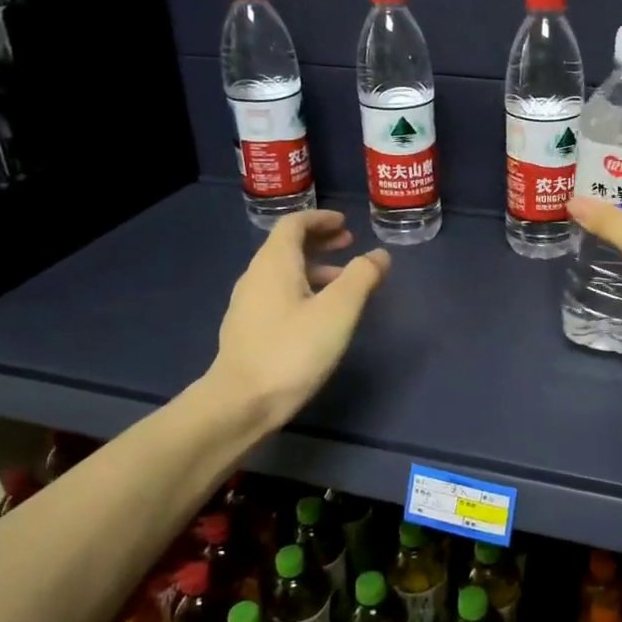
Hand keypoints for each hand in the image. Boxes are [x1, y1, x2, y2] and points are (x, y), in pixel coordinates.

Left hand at [213, 210, 390, 428]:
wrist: (241, 402)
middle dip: (319, 241)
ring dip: (314, 267)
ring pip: (283, 272)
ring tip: (343, 281)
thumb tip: (379, 255)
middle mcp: (256, 276)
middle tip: (349, 244)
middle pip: (287, 246)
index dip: (320, 219)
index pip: (294, 224)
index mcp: (274, 263)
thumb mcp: (338, 311)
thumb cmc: (293, 350)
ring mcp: (248, 304)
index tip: (345, 223)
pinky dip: (303, 289)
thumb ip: (361, 277)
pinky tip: (320, 314)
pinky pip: (278, 294)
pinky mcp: (248, 329)